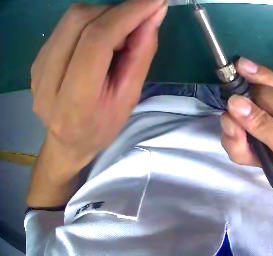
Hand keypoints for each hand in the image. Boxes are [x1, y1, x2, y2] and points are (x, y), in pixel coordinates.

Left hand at [31, 0, 167, 171]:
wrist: (66, 144)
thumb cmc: (99, 126)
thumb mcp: (128, 98)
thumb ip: (141, 53)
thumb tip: (155, 11)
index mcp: (73, 106)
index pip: (96, 42)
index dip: (127, 13)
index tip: (154, 1)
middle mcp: (46, 86)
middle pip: (79, 20)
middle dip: (113, 11)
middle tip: (128, 25)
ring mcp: (37, 72)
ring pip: (71, 17)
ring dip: (99, 15)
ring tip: (107, 36)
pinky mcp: (36, 62)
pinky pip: (64, 25)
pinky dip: (84, 22)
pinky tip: (87, 41)